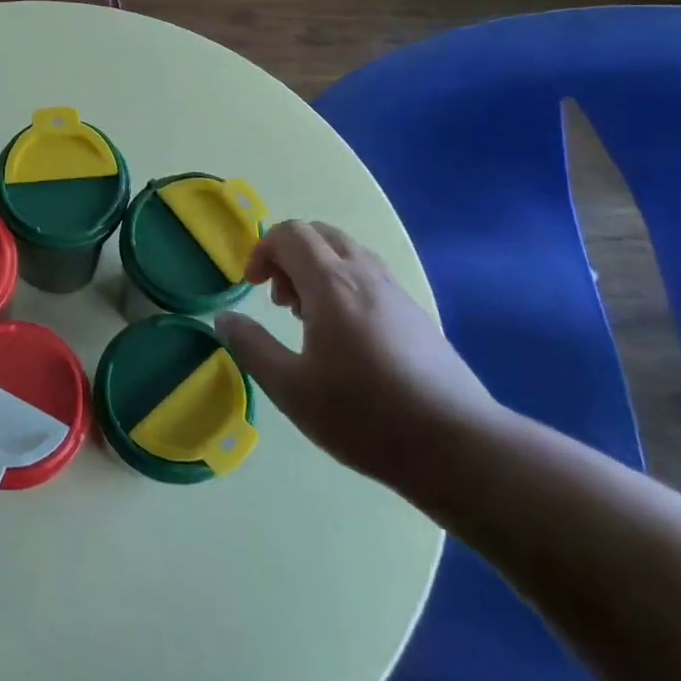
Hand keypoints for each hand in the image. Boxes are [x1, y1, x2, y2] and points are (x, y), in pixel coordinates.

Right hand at [216, 222, 497, 486]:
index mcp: (331, 283)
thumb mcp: (290, 388)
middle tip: (278, 300)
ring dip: (316, 269)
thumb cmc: (364, 415)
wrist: (457, 446)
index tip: (252, 287)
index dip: (262, 250)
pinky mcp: (416, 313)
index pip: (290, 234)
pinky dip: (343, 284)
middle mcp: (364, 274)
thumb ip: (251, 346)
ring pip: (347, 253)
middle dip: (288, 256)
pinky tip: (344, 336)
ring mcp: (396, 291)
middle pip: (319, 234)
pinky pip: (369, 275)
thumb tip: (224, 318)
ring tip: (308, 318)